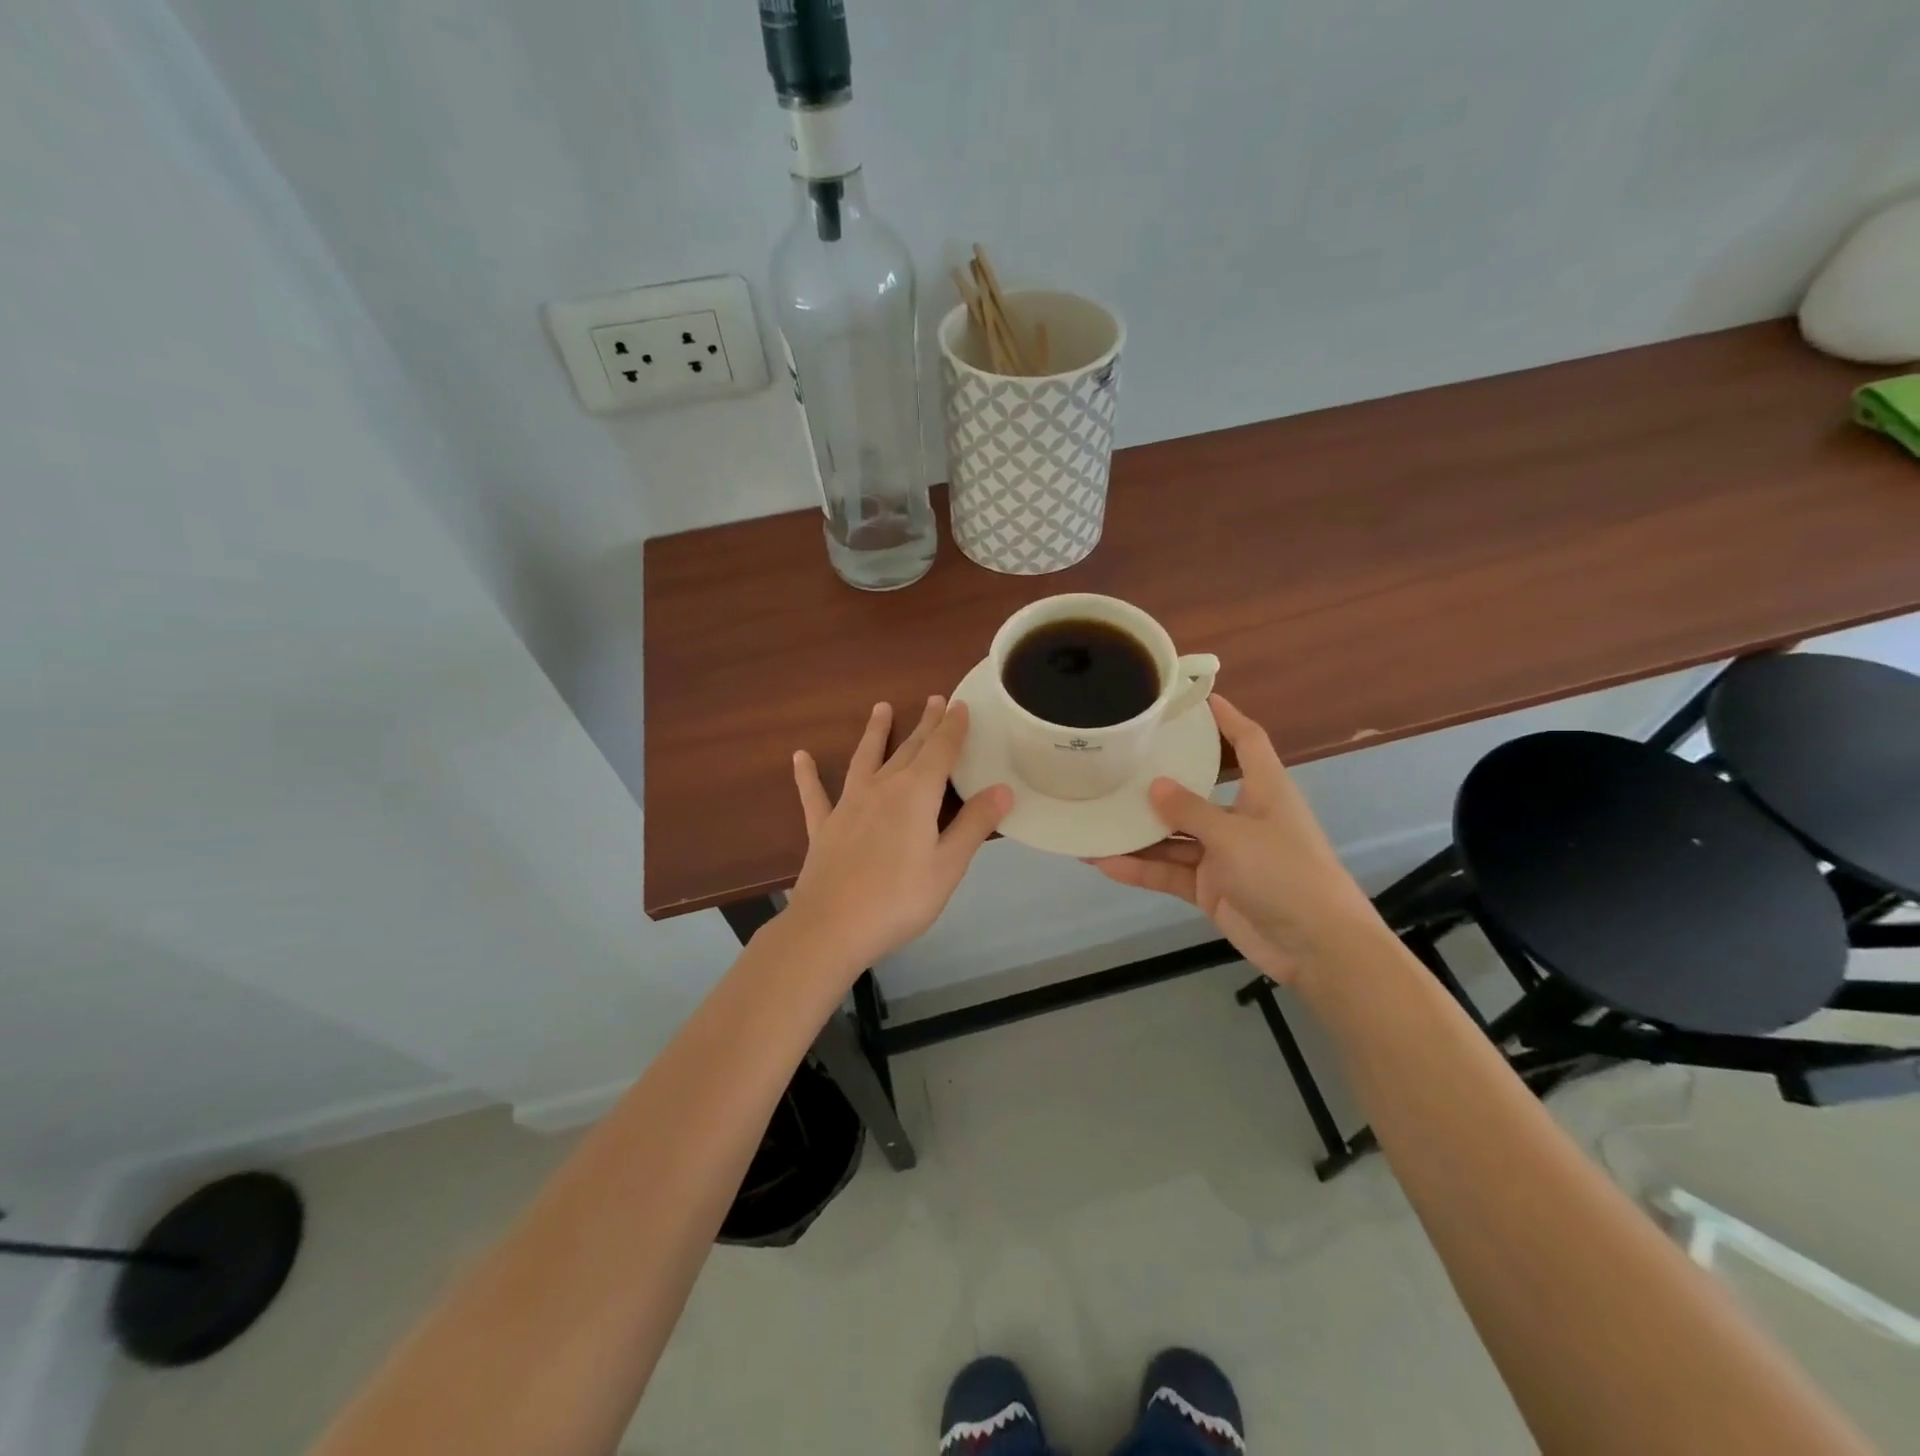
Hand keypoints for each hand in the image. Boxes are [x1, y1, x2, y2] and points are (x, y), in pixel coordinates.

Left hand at [786, 697, 1012, 970]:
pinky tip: (800, 757)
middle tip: (934, 700)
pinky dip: (808, 775)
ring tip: (881, 708)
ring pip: (865, 759)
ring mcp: (848, 805)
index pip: (941, 751)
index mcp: (916, 795)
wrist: (831, 927)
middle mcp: (882, 788)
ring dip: (875, 733)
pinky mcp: (824, 826)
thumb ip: (974, 824)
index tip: (960, 705)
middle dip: (925, 725)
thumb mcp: (948, 866)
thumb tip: (1002, 789)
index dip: (952, 728)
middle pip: (908, 749)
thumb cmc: (899, 899)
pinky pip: (815, 794)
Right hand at [1089, 695, 1381, 987]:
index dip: (1226, 718)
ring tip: (1094, 817)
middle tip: (1118, 762)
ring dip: (1138, 833)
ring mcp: (1224, 855)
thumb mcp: (1235, 836)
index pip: (1247, 741)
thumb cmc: (1286, 874)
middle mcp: (1242, 817)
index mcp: (1264, 791)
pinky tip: (1103, 862)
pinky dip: (1140, 868)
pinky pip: (1168, 871)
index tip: (1195, 698)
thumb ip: (1190, 811)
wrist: (1316, 948)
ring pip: (1173, 836)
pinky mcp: (1209, 887)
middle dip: (1160, 780)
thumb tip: (1154, 785)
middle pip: (1196, 790)